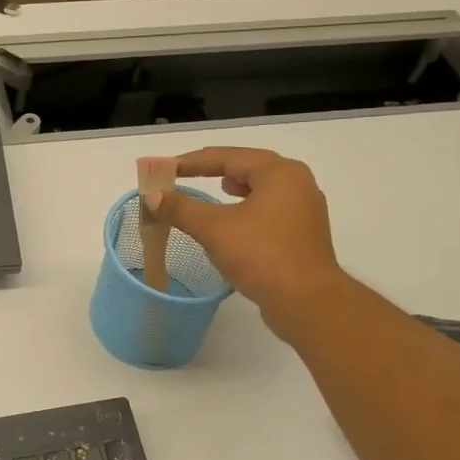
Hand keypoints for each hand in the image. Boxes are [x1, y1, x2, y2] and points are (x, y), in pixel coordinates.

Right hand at [147, 146, 344, 336]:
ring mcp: (304, 211)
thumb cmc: (261, 255)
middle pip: (250, 168)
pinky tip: (235, 222)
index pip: (229, 156)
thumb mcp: (213, 228)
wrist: (307, 303)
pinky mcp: (302, 236)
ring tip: (217, 189)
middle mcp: (297, 185)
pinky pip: (269, 212)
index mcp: (280, 173)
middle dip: (217, 170)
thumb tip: (153, 196)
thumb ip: (181, 208)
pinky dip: (247, 210)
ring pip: (262, 190)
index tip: (167, 168)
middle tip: (187, 173)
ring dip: (236, 189)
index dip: (194, 161)